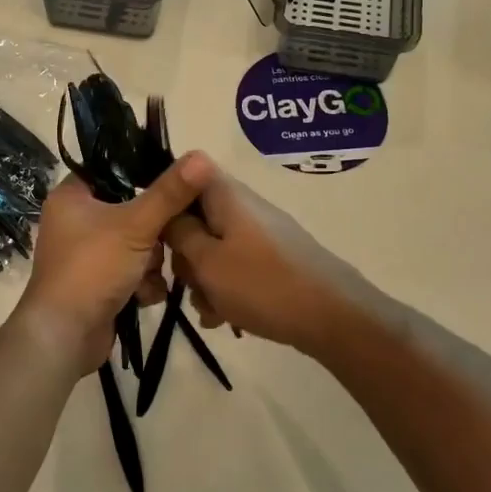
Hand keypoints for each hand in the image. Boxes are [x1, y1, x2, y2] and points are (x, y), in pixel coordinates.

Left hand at [11, 153, 211, 375]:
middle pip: (133, 210)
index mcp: (72, 196)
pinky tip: (144, 296)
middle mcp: (76, 221)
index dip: (145, 174)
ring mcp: (87, 254)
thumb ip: (170, 192)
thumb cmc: (92, 269)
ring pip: (138, 244)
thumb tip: (201, 156)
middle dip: (155, 233)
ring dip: (151, 263)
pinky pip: (132, 271)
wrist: (64, 336)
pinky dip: (142, 284)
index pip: (114, 170)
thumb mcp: (136, 225)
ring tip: (149, 276)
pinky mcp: (98, 283)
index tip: (175, 185)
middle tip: (164, 241)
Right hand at [164, 157, 376, 358]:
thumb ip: (179, 233)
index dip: (165, 200)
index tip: (156, 236)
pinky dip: (227, 288)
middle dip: (184, 253)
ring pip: (215, 247)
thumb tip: (166, 213)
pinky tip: (227, 318)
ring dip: (204, 278)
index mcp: (226, 194)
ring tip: (211, 311)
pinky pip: (236, 265)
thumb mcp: (207, 262)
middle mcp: (244, 206)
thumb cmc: (262, 285)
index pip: (185, 173)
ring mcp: (261, 232)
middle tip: (186, 283)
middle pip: (197, 216)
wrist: (334, 316)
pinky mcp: (274, 258)